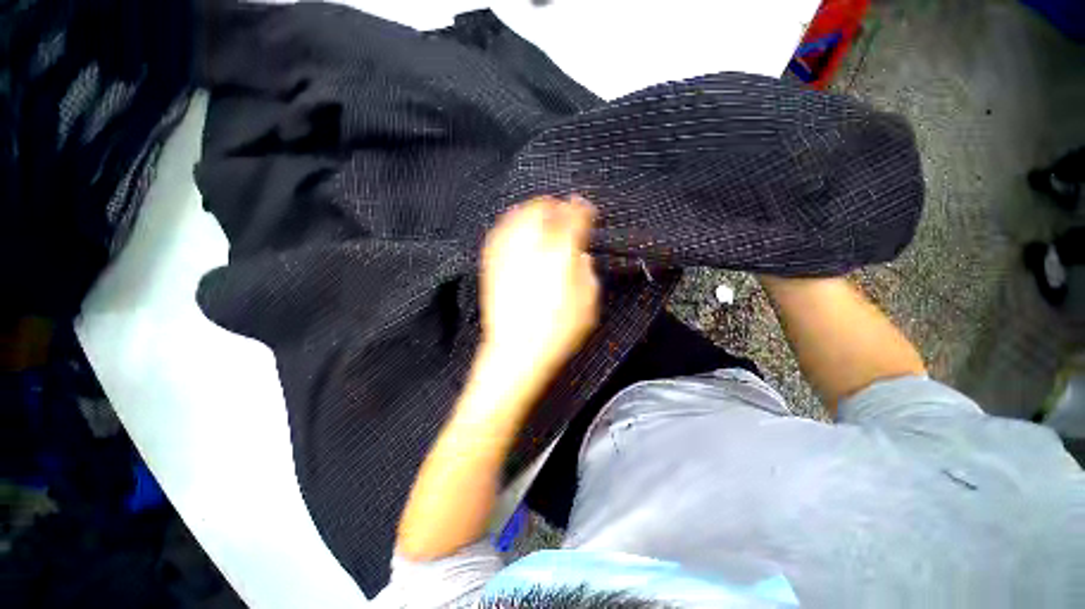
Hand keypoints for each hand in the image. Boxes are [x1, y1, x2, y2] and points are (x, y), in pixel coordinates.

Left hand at [479, 196, 599, 378]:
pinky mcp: (492, 264)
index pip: (574, 216)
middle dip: (556, 204)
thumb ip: (587, 271)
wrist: (515, 351)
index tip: (588, 210)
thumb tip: (580, 257)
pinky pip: (499, 232)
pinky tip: (516, 229)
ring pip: (518, 214)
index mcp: (561, 251)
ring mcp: (509, 252)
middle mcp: (532, 244)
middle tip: (564, 209)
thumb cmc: (557, 331)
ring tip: (541, 214)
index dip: (584, 209)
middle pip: (543, 207)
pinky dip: (511, 224)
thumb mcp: (588, 302)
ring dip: (533, 209)